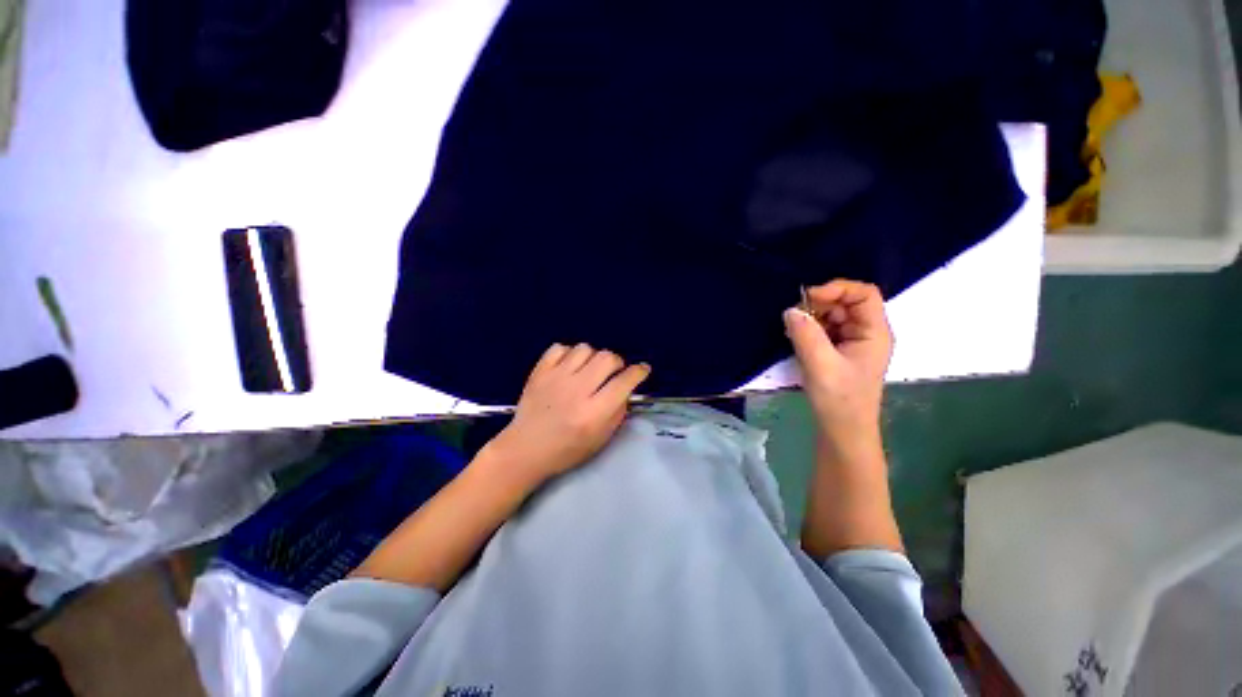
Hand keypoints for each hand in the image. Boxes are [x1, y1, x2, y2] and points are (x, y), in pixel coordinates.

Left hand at [482, 343, 650, 487]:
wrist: (525, 449)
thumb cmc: (566, 449)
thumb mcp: (600, 438)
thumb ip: (617, 412)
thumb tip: (625, 388)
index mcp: (593, 412)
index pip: (624, 382)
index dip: (639, 372)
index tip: (643, 370)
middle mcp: (576, 390)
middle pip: (607, 358)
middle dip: (617, 362)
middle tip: (613, 373)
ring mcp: (556, 378)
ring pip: (585, 348)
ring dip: (593, 357)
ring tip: (589, 369)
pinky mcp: (539, 371)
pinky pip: (559, 347)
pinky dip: (569, 353)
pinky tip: (569, 366)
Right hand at [783, 280, 892, 451]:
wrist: (842, 431)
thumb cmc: (839, 399)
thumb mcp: (821, 365)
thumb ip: (806, 334)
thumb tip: (790, 309)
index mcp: (874, 332)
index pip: (864, 294)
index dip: (837, 289)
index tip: (808, 298)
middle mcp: (866, 332)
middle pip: (846, 302)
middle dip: (819, 304)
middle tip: (794, 316)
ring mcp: (852, 342)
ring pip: (832, 316)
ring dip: (811, 317)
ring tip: (792, 330)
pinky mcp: (838, 352)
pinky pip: (824, 330)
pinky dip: (808, 329)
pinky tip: (795, 338)